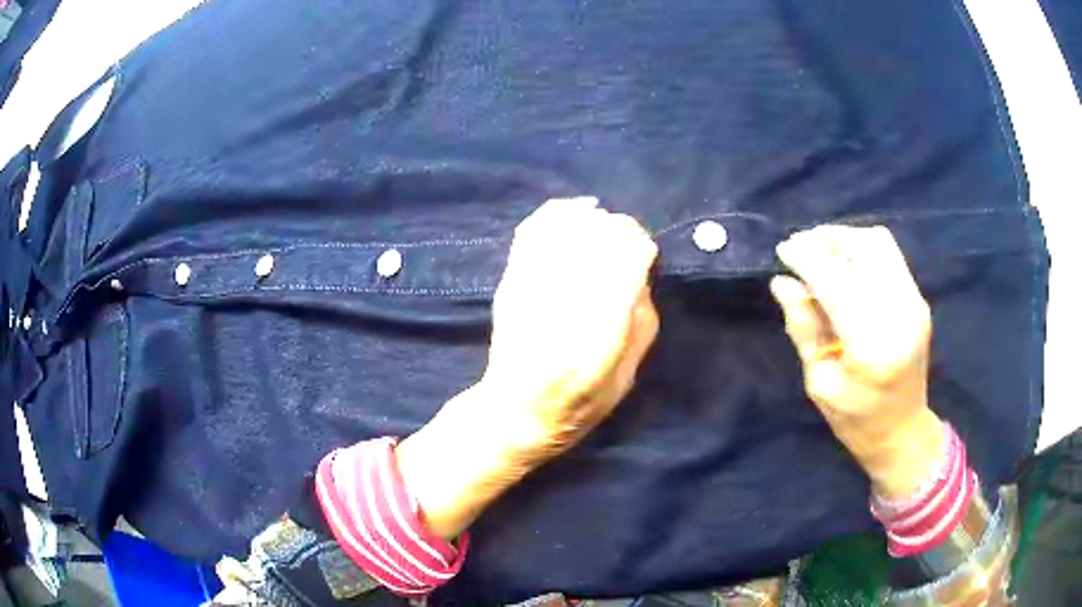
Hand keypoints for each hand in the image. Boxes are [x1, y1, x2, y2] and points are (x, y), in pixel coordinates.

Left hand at [397, 198, 659, 537]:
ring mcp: (531, 293)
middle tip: (624, 238)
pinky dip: (556, 214)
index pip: (626, 260)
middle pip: (595, 237)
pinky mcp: (510, 285)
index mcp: (601, 335)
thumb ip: (641, 323)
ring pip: (564, 227)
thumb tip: (640, 275)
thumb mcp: (627, 377)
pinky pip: (532, 232)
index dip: (639, 246)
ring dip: (588, 219)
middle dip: (616, 229)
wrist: (515, 414)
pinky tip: (573, 213)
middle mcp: (566, 307)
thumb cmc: (579, 407)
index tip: (645, 253)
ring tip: (599, 225)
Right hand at [770, 225, 943, 498]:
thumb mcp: (820, 383)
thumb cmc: (856, 419)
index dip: (807, 259)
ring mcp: (914, 303)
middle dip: (826, 239)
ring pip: (878, 243)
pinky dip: (861, 250)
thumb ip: (804, 328)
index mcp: (871, 346)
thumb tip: (782, 282)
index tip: (782, 250)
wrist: (903, 431)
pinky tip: (844, 265)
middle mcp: (900, 314)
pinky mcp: (918, 299)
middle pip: (863, 248)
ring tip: (820, 251)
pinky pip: (888, 256)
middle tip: (800, 248)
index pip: (836, 282)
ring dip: (845, 239)